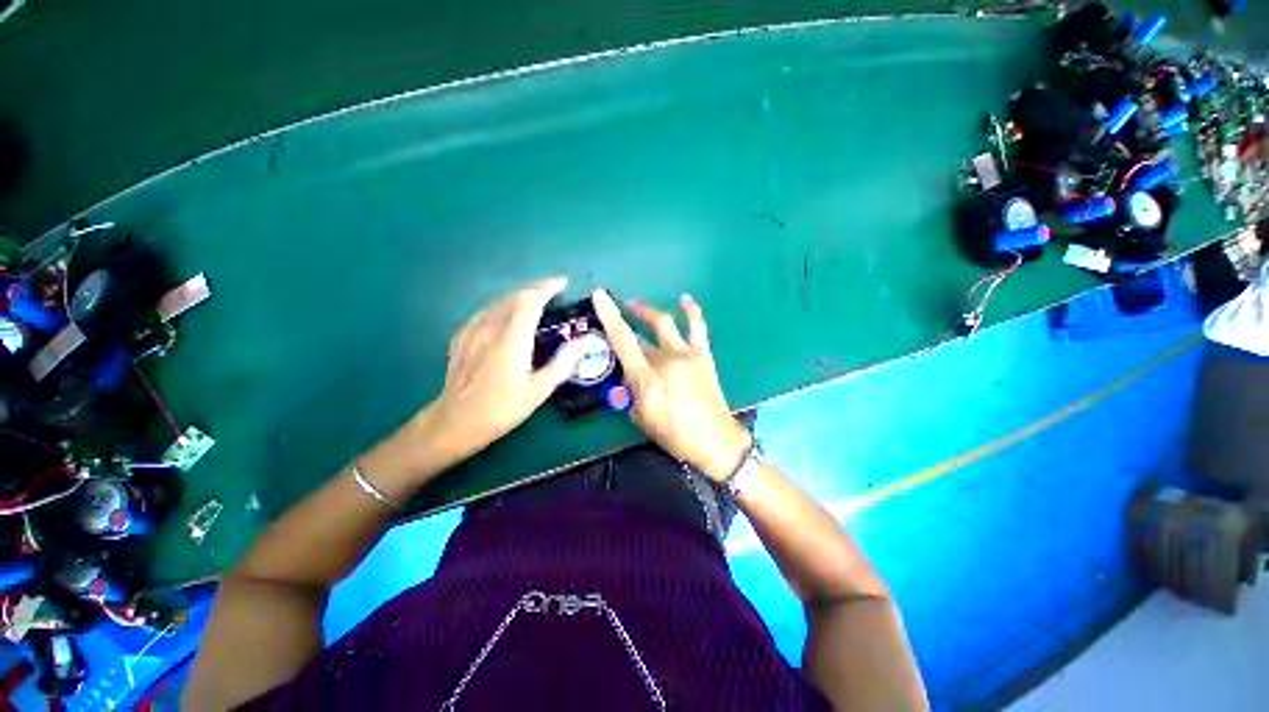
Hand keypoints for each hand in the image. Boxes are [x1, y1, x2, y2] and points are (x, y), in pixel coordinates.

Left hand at [430, 277, 586, 453]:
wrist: (455, 422)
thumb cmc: (501, 408)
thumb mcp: (538, 391)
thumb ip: (562, 363)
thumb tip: (585, 343)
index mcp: (512, 339)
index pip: (530, 300)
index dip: (547, 287)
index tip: (562, 283)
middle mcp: (490, 328)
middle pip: (514, 296)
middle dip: (535, 289)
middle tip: (553, 293)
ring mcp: (472, 331)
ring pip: (498, 302)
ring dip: (519, 297)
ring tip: (534, 303)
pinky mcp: (462, 337)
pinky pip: (485, 313)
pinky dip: (502, 308)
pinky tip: (506, 317)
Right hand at [592, 289, 751, 482]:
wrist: (714, 439)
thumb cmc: (674, 433)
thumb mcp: (642, 417)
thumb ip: (631, 391)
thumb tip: (631, 372)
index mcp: (647, 377)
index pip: (623, 340)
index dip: (609, 315)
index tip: (599, 295)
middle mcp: (666, 359)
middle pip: (640, 334)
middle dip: (625, 325)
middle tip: (616, 316)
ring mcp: (687, 354)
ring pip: (664, 323)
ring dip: (648, 312)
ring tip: (636, 305)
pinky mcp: (703, 354)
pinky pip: (697, 326)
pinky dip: (691, 310)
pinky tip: (684, 299)